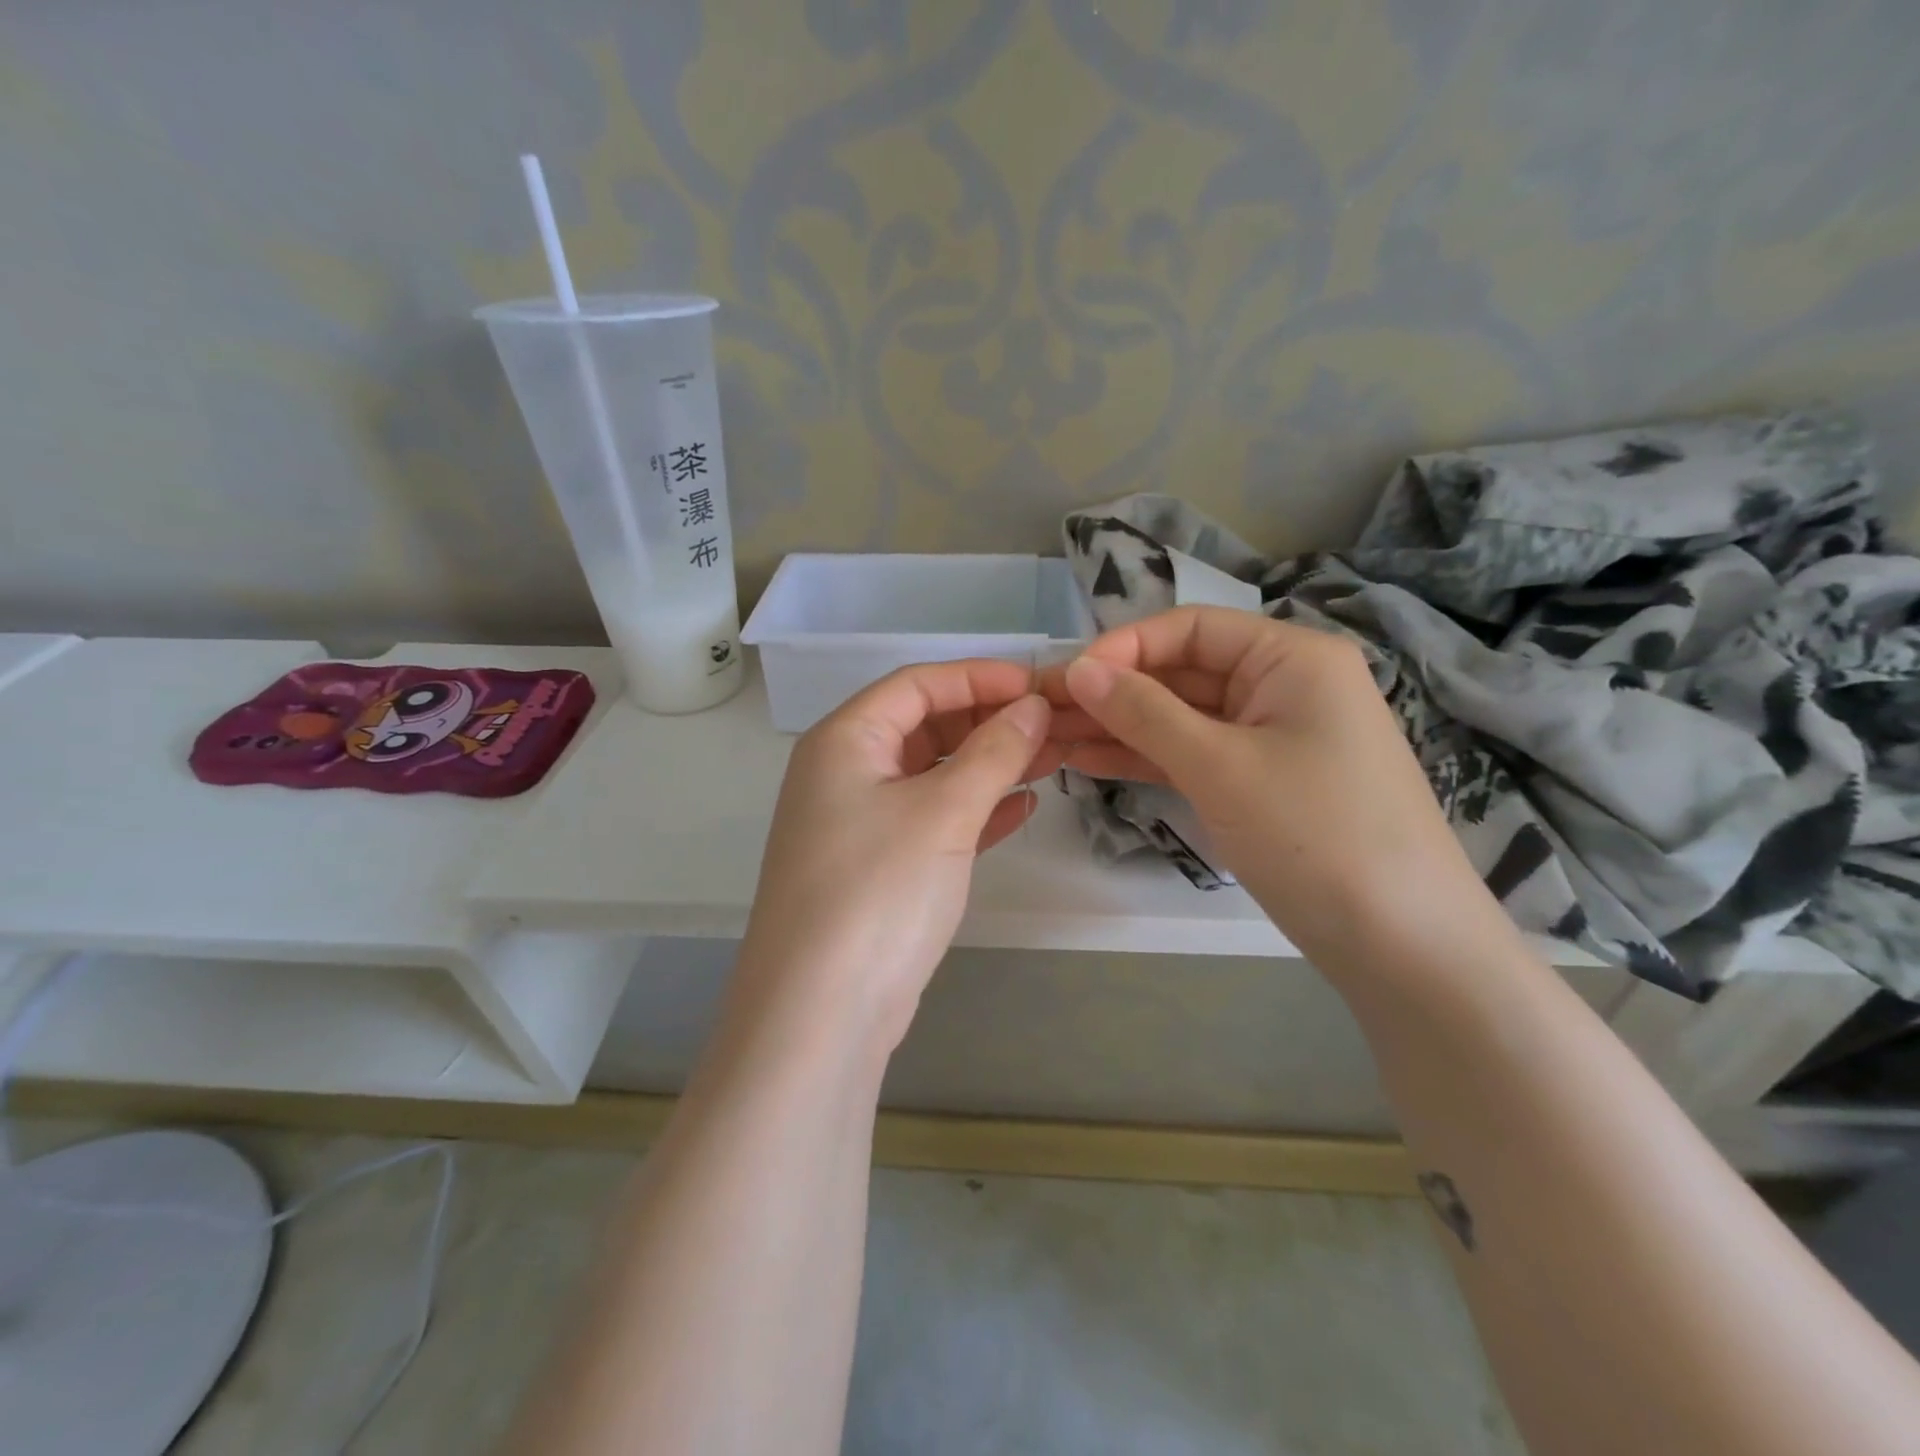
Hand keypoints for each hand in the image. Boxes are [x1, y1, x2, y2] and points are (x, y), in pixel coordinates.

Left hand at [737, 660, 1057, 1050]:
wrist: (820, 1014)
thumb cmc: (878, 891)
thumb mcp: (942, 813)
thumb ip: (993, 753)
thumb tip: (1032, 708)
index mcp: (844, 741)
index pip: (916, 685)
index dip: (978, 677)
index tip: (1037, 686)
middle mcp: (844, 773)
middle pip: (924, 726)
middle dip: (988, 722)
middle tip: (1051, 726)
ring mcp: (858, 824)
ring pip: (932, 775)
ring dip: (988, 766)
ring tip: (1050, 760)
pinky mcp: (878, 868)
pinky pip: (933, 820)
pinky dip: (975, 811)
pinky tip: (1021, 809)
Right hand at [1045, 607, 1490, 965]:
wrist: (1404, 947)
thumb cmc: (1315, 835)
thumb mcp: (1219, 766)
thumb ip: (1144, 713)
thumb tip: (1078, 670)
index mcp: (1291, 657)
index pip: (1191, 628)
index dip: (1124, 648)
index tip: (1067, 679)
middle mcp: (1283, 686)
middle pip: (1182, 672)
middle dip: (1114, 692)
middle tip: (1043, 713)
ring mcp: (1272, 738)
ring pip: (1182, 718)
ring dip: (1121, 727)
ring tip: (1052, 739)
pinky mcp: (1261, 784)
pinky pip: (1195, 755)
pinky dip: (1147, 758)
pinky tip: (1091, 761)